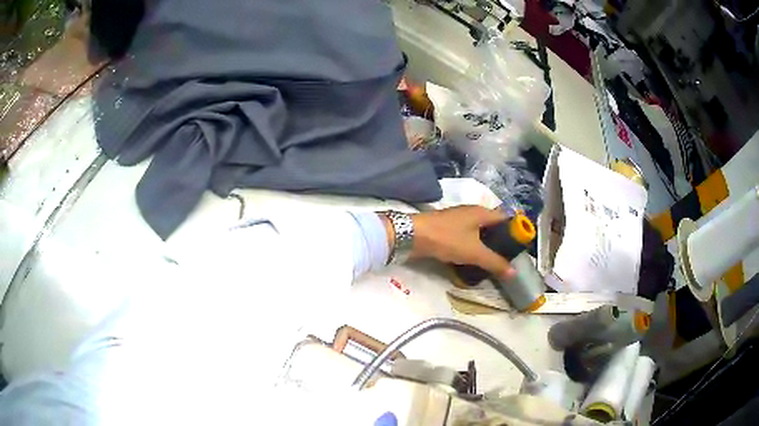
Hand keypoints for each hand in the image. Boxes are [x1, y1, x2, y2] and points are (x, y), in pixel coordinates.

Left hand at [410, 206, 516, 279]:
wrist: (413, 235)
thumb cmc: (447, 239)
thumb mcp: (474, 252)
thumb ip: (495, 262)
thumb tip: (513, 273)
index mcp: (482, 212)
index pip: (506, 217)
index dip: (516, 230)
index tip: (521, 247)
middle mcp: (472, 212)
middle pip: (493, 224)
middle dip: (501, 240)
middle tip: (507, 258)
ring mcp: (459, 219)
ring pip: (479, 231)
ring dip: (486, 244)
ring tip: (493, 261)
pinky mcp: (448, 228)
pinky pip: (467, 236)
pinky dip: (473, 245)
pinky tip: (474, 258)